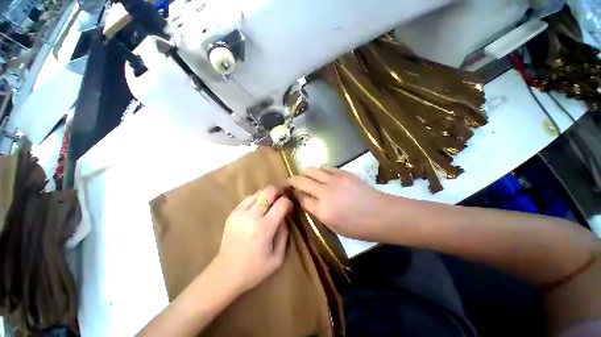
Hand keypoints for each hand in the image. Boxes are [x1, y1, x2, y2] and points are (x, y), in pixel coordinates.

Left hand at [214, 186, 291, 294]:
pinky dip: (256, 200)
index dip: (288, 202)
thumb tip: (285, 217)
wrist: (225, 274)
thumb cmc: (254, 269)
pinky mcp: (232, 214)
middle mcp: (252, 216)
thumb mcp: (277, 257)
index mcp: (265, 228)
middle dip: (278, 192)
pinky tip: (258, 208)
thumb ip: (284, 233)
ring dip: (267, 196)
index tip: (289, 208)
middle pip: (268, 191)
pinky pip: (248, 199)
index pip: (281, 203)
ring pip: (258, 193)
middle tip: (281, 198)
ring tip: (270, 204)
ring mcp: (240, 213)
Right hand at [287, 166, 386, 240]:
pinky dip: (320, 170)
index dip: (294, 195)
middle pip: (301, 181)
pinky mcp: (343, 173)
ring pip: (311, 170)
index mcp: (323, 211)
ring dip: (305, 173)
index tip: (291, 193)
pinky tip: (323, 175)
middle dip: (292, 180)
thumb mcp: (334, 227)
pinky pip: (325, 167)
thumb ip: (317, 212)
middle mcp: (325, 193)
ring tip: (307, 177)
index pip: (301, 198)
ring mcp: (335, 180)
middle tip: (291, 182)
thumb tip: (306, 200)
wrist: (382, 214)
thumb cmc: (358, 227)